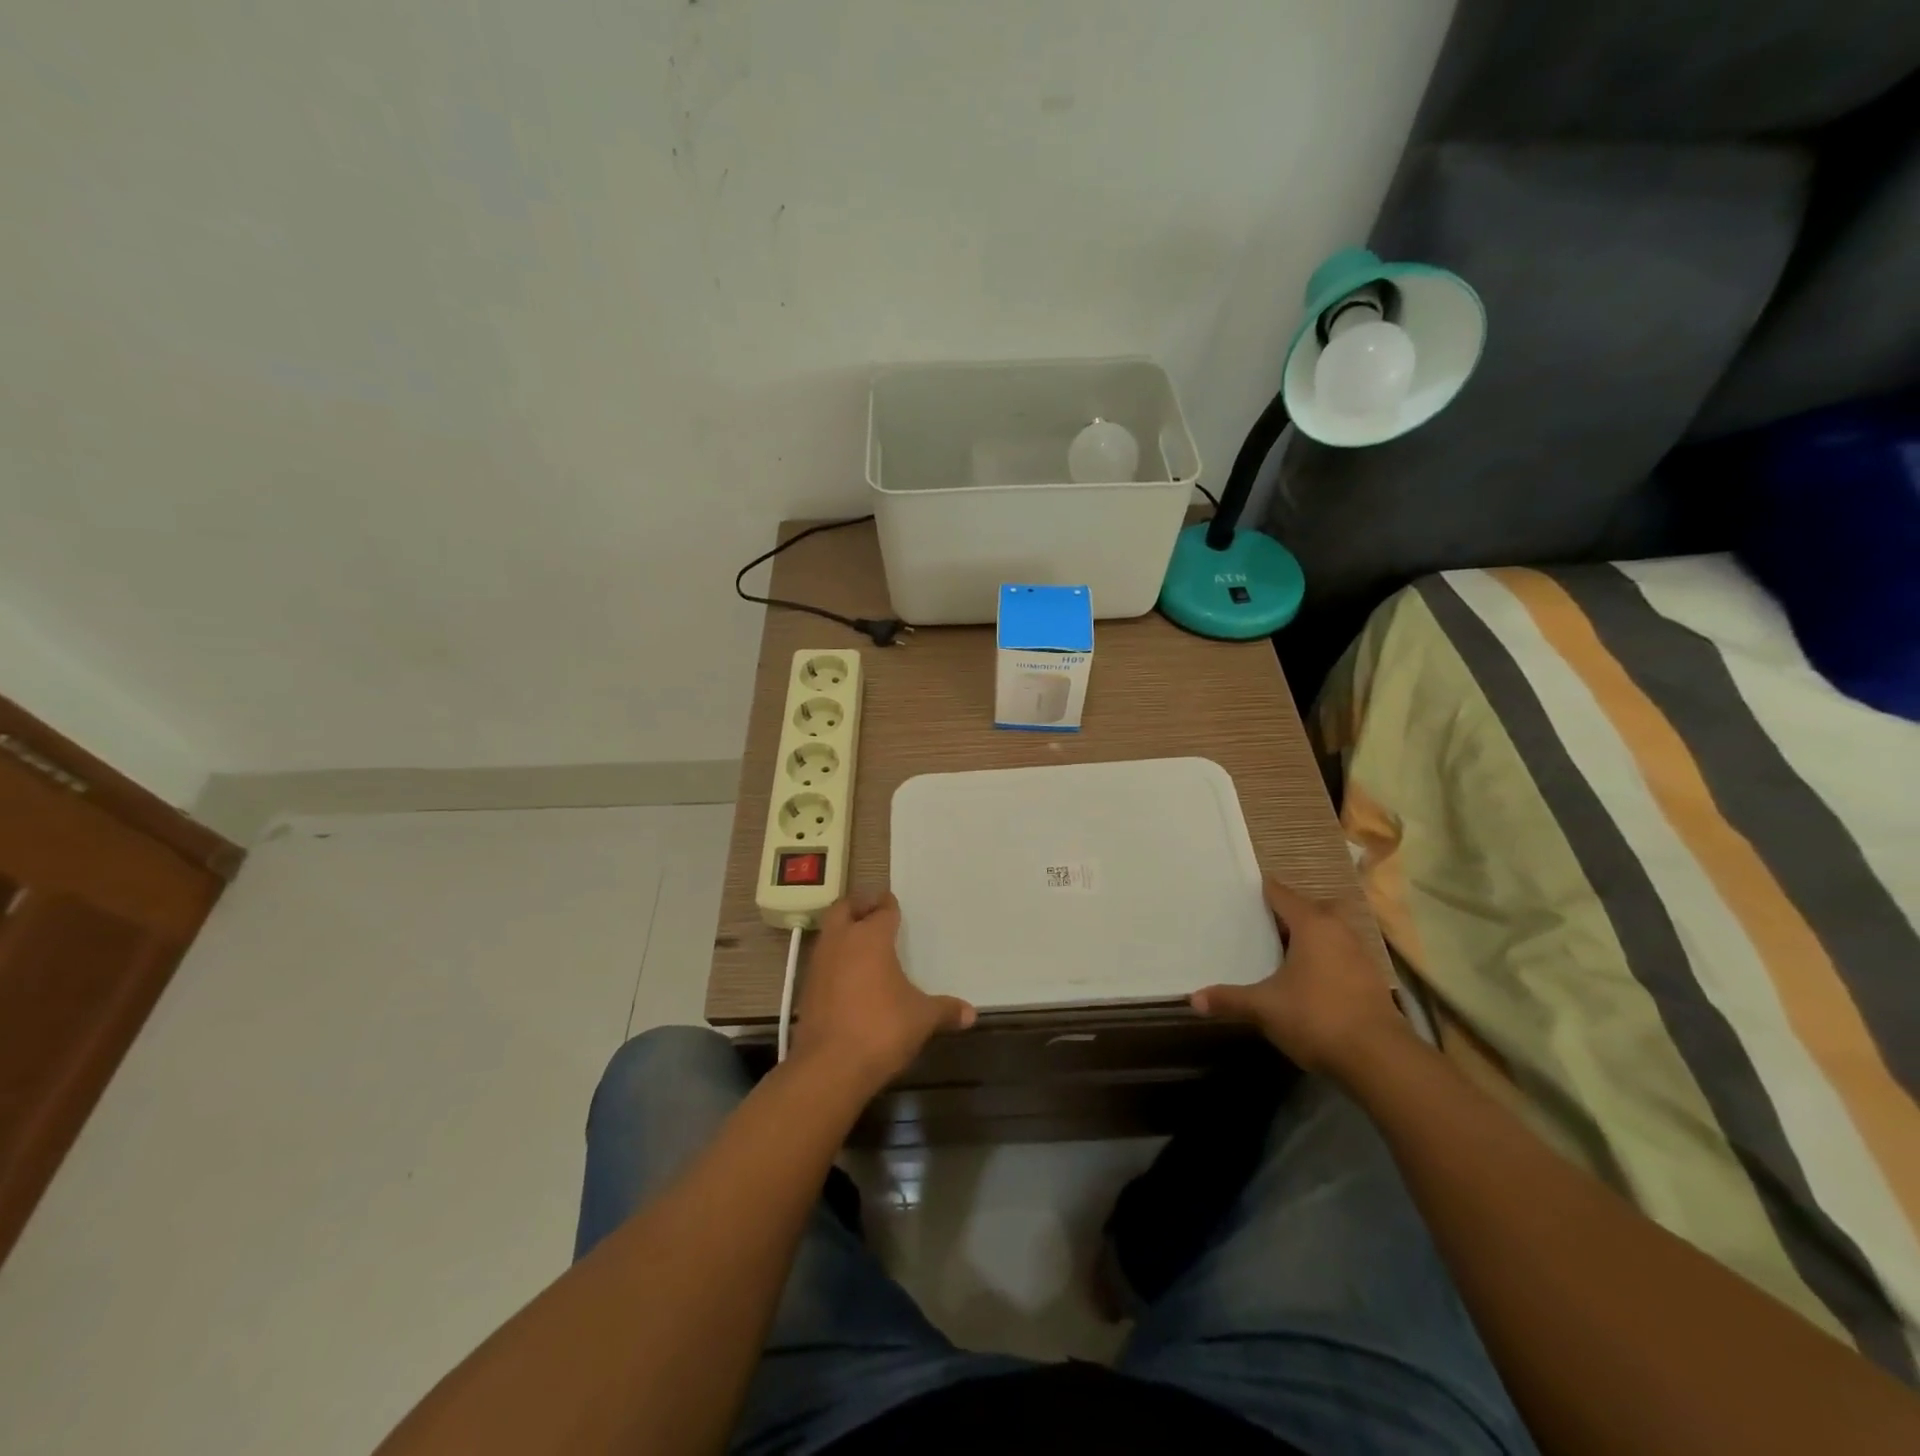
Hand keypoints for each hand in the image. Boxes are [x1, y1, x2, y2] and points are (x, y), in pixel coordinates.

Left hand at [791, 890, 975, 1089]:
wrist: (829, 1067)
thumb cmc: (881, 1029)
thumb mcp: (922, 1019)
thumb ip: (945, 1010)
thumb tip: (970, 1013)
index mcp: (871, 937)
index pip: (882, 909)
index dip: (889, 905)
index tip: (894, 904)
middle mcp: (841, 941)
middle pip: (844, 909)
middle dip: (859, 906)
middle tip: (874, 912)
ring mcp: (819, 964)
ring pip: (829, 933)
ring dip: (843, 932)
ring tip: (863, 945)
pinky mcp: (806, 989)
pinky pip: (822, 961)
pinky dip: (835, 960)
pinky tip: (850, 978)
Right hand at [1191, 874, 1406, 1074]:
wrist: (1380, 1059)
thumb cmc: (1316, 1017)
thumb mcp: (1264, 1008)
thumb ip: (1229, 999)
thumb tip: (1193, 998)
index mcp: (1312, 925)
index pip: (1282, 894)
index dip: (1262, 890)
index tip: (1241, 892)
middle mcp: (1339, 930)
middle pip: (1313, 907)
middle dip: (1291, 911)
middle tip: (1264, 923)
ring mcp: (1360, 954)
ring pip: (1331, 931)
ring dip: (1312, 935)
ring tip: (1283, 950)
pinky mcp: (1372, 979)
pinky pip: (1343, 953)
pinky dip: (1326, 957)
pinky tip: (1308, 978)